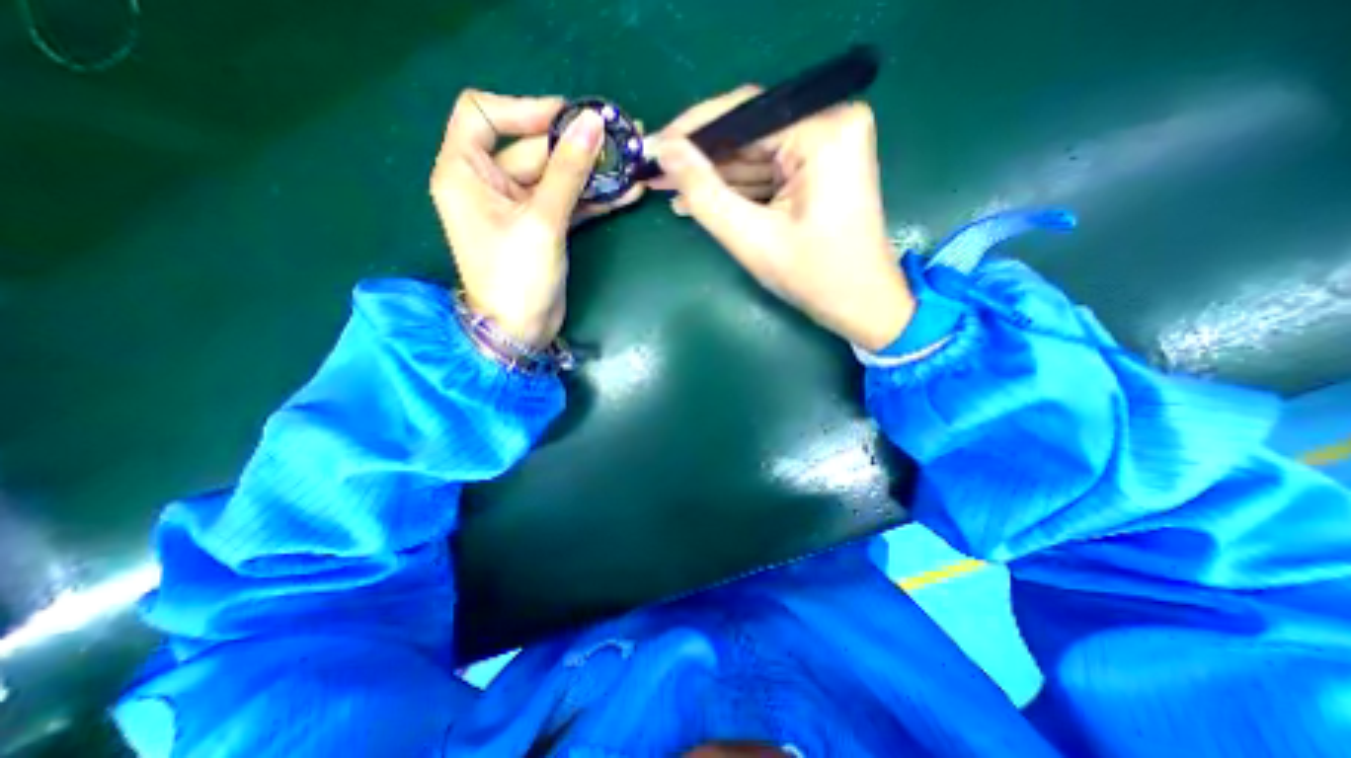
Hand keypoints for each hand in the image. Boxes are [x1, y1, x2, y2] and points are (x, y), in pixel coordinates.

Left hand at [432, 87, 642, 346]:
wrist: (521, 331)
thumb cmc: (516, 277)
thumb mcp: (541, 221)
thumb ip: (567, 171)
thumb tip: (592, 124)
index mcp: (465, 172)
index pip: (483, 114)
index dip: (524, 108)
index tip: (568, 116)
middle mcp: (488, 184)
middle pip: (532, 149)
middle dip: (577, 146)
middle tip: (620, 137)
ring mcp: (518, 208)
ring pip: (556, 178)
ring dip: (592, 173)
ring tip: (632, 163)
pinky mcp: (542, 227)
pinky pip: (567, 202)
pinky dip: (593, 199)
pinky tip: (626, 193)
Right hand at [651, 100, 911, 352]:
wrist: (863, 305)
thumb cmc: (815, 277)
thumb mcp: (753, 238)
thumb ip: (706, 193)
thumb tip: (666, 151)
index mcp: (825, 133)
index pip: (745, 113)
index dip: (693, 131)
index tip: (654, 147)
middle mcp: (832, 125)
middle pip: (750, 133)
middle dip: (702, 159)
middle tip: (657, 173)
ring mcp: (829, 147)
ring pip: (756, 154)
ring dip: (714, 176)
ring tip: (669, 189)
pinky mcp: (821, 169)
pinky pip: (769, 171)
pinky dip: (737, 188)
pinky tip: (700, 199)